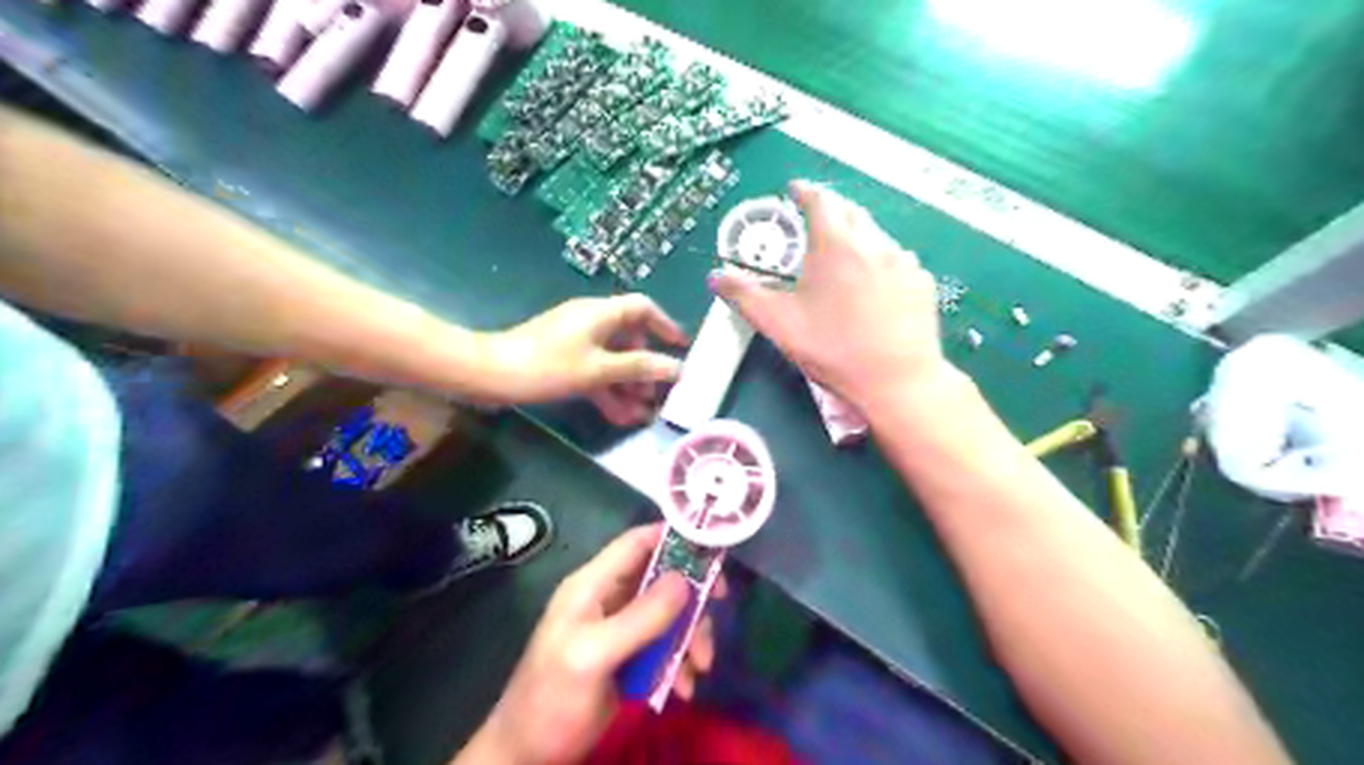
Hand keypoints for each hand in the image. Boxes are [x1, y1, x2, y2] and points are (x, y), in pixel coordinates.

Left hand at [461, 526, 722, 763]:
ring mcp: (620, 628)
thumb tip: (685, 579)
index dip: (673, 537)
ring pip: (669, 614)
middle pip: (662, 578)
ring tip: (699, 669)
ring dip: (690, 637)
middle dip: (691, 598)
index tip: (712, 547)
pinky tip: (682, 689)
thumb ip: (639, 618)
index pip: (636, 543)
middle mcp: (609, 598)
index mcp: (592, 585)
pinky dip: (679, 662)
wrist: (528, 756)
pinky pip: (665, 646)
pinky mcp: (629, 657)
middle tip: (716, 614)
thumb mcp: (594, 656)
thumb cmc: (552, 698)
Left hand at [483, 293, 688, 423]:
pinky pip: (594, 371)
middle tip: (658, 394)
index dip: (665, 325)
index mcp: (601, 313)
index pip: (643, 308)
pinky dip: (607, 390)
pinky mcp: (562, 360)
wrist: (489, 375)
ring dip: (628, 384)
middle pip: (629, 338)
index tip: (681, 348)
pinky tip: (618, 416)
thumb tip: (676, 368)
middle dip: (646, 367)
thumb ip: (638, 368)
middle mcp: (591, 322)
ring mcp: (576, 342)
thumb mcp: (598, 369)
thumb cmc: (547, 366)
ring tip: (642, 413)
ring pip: (612, 360)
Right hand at [713, 180, 950, 413]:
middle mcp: (873, 243)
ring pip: (877, 236)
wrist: (895, 380)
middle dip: (832, 211)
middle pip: (852, 212)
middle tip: (817, 224)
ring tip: (845, 260)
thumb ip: (745, 296)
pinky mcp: (922, 283)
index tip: (795, 190)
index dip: (805, 192)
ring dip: (858, 238)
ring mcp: (904, 262)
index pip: (820, 201)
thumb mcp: (779, 324)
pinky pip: (898, 260)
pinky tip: (875, 287)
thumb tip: (716, 276)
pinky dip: (882, 262)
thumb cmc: (832, 350)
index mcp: (835, 245)